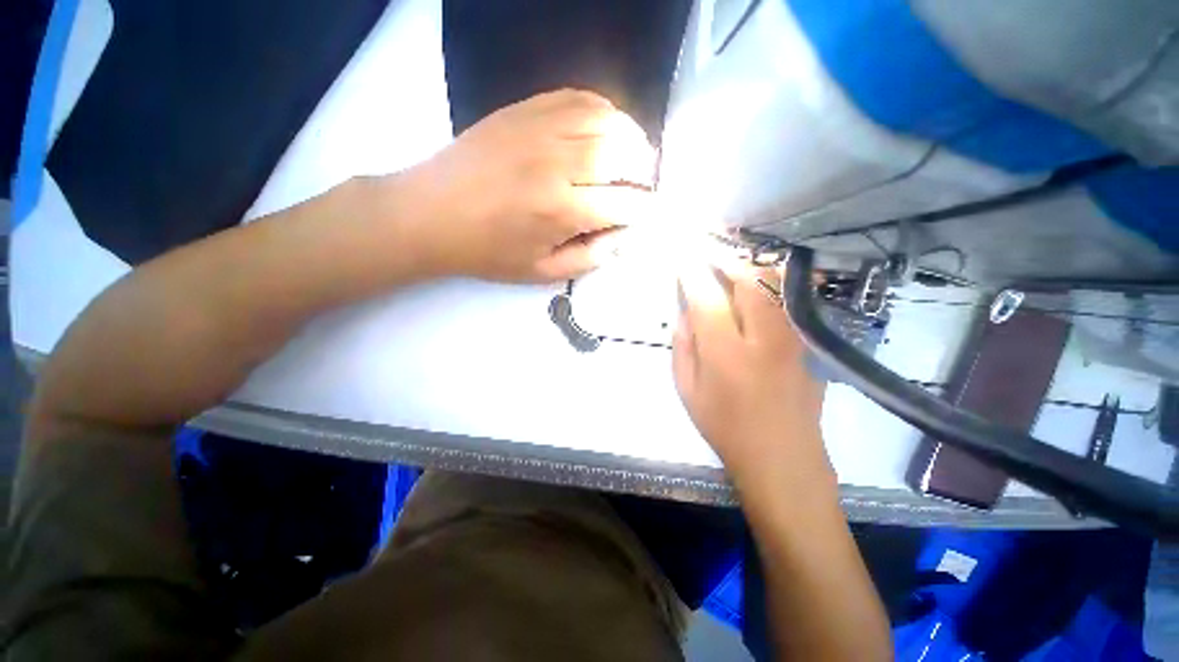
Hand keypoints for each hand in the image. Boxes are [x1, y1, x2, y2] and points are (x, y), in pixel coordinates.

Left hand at [393, 89, 655, 282]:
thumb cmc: (487, 252)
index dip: (644, 210)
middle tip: (642, 186)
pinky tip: (606, 129)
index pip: (625, 204)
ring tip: (633, 157)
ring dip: (631, 138)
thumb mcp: (541, 272)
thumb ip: (589, 259)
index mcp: (560, 210)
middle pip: (624, 155)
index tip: (646, 215)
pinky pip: (578, 97)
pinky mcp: (524, 110)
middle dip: (644, 172)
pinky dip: (604, 111)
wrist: (430, 214)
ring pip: (607, 120)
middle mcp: (557, 164)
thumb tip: (622, 239)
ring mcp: (539, 129)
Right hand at [673, 257, 830, 485]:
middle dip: (722, 257)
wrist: (782, 456)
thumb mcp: (687, 390)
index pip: (706, 297)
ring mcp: (792, 337)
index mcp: (726, 354)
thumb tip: (684, 311)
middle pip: (747, 280)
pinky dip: (770, 281)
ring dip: (747, 265)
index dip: (691, 271)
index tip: (681, 253)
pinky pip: (788, 299)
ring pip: (772, 284)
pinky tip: (756, 279)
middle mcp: (763, 338)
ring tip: (727, 259)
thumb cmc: (725, 427)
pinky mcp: (807, 342)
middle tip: (705, 248)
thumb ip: (683, 346)